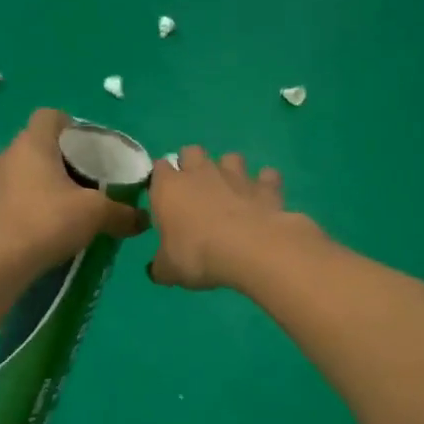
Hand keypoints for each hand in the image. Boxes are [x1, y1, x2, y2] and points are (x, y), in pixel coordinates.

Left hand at [0, 109, 145, 275]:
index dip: (70, 126)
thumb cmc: (48, 221)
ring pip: (22, 173)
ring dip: (42, 185)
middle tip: (84, 182)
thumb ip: (122, 213)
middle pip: (37, 146)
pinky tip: (44, 228)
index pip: (49, 116)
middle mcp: (6, 155)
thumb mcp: (96, 214)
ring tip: (65, 208)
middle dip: (60, 160)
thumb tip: (143, 219)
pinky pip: (11, 198)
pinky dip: (27, 206)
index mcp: (32, 144)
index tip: (87, 147)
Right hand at [148, 148, 320, 290]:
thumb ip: (161, 266)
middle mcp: (200, 172)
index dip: (160, 180)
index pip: (158, 169)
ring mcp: (236, 175)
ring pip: (230, 158)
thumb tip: (157, 270)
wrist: (250, 249)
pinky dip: (264, 184)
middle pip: (191, 152)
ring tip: (230, 192)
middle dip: (192, 165)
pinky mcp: (265, 186)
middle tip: (195, 192)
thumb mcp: (170, 270)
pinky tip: (262, 200)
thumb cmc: (198, 255)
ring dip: (228, 170)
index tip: (164, 198)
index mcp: (169, 188)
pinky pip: (266, 176)